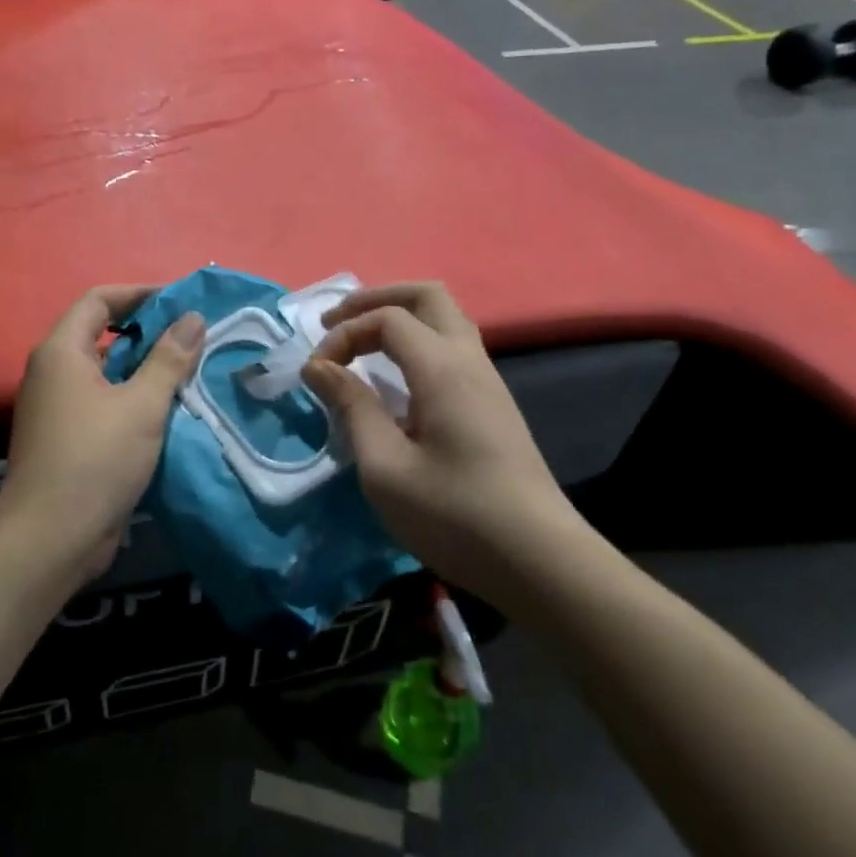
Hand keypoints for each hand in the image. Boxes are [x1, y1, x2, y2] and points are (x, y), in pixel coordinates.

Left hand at [0, 287, 204, 582]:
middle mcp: (53, 373)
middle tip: (194, 338)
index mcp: (62, 352)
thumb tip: (192, 318)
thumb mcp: (141, 406)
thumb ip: (169, 359)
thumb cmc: (95, 459)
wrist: (51, 538)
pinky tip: (170, 411)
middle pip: (102, 335)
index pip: (98, 301)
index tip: (180, 301)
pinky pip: (104, 403)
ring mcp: (57, 408)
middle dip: (148, 332)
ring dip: (145, 369)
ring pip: (106, 373)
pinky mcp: (68, 438)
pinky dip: (134, 399)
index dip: (139, 294)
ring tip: (191, 371)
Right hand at [301, 282, 591, 596]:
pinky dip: (415, 343)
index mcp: (443, 369)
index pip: (387, 319)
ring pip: (445, 319)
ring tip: (360, 344)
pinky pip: (452, 348)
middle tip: (336, 323)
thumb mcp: (385, 467)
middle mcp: (470, 361)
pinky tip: (395, 379)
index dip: (344, 333)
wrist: (539, 561)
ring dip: (398, 319)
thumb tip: (319, 366)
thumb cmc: (454, 515)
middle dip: (376, 299)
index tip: (316, 374)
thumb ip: (351, 407)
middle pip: (427, 296)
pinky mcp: (493, 405)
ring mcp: (488, 381)